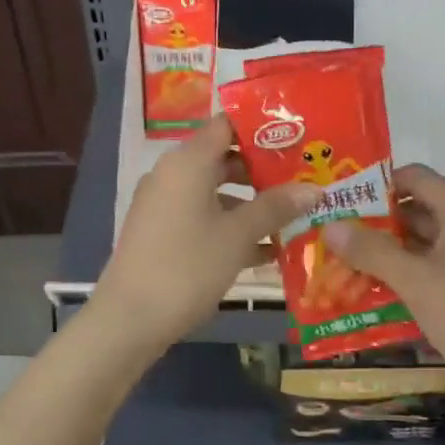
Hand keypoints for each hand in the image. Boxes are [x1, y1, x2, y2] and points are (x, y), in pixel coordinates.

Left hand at [94, 118, 319, 351]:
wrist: (130, 319)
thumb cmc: (188, 266)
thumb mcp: (238, 236)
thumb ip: (275, 207)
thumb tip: (314, 189)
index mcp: (187, 162)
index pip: (227, 125)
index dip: (262, 128)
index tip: (297, 137)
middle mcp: (172, 174)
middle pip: (223, 158)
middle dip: (263, 171)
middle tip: (304, 179)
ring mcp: (163, 204)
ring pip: (215, 191)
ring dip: (251, 204)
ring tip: (293, 217)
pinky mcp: (160, 232)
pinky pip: (202, 216)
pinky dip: (230, 226)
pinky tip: (266, 251)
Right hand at [321, 164, 444, 365]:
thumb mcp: (415, 280)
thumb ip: (371, 250)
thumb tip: (331, 225)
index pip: (416, 177)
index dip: (379, 183)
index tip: (343, 199)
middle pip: (416, 210)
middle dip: (374, 222)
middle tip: (333, 234)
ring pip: (420, 244)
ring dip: (384, 252)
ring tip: (341, 262)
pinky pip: (429, 271)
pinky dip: (401, 276)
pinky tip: (370, 291)